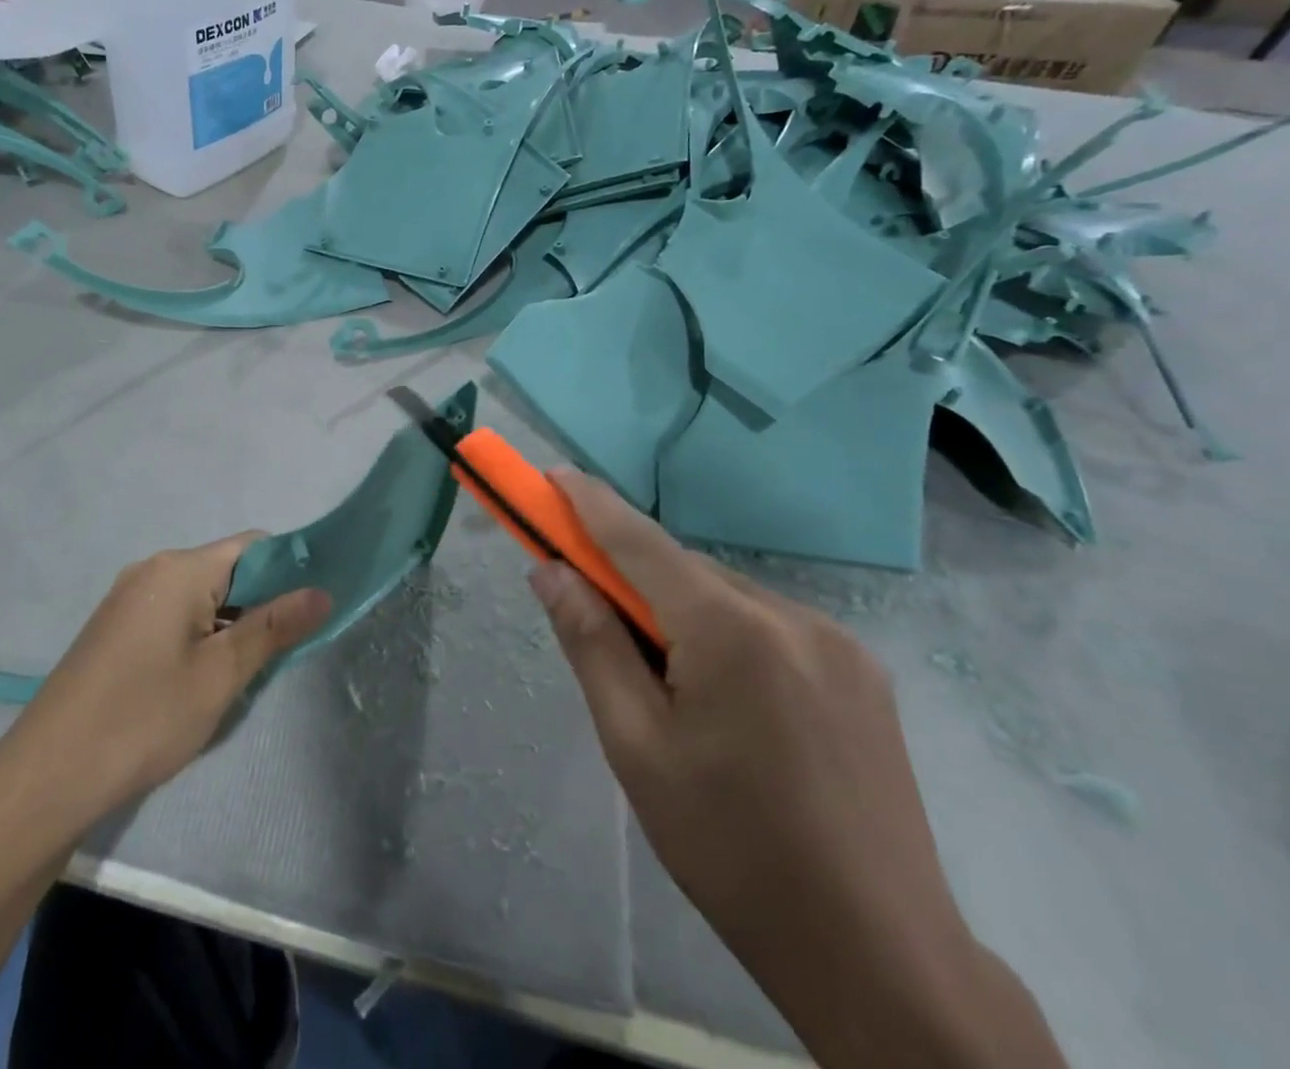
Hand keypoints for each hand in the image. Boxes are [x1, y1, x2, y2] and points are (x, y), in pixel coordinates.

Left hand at [0, 536, 330, 830]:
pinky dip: (199, 635)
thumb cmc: (143, 719)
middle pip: (227, 570)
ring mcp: (128, 598)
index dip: (290, 570)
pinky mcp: (114, 628)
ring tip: (243, 673)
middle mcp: (152, 569)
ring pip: (200, 596)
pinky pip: (173, 615)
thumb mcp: (220, 675)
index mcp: (179, 569)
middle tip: (282, 653)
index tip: (312, 608)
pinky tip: (201, 679)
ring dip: (230, 624)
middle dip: (261, 603)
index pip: (253, 547)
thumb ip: (274, 628)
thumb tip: (323, 591)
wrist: (46, 777)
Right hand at [529, 471, 1064, 1068]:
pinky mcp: (863, 673)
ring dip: (679, 608)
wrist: (881, 957)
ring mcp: (837, 643)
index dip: (589, 503)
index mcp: (731, 632)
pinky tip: (723, 695)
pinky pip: (769, 624)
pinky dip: (725, 631)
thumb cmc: (732, 849)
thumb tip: (549, 570)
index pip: (640, 542)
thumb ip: (590, 643)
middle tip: (588, 603)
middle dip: (630, 574)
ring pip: (727, 596)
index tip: (552, 474)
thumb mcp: (635, 746)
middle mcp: (791, 617)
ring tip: (663, 679)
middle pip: (684, 570)